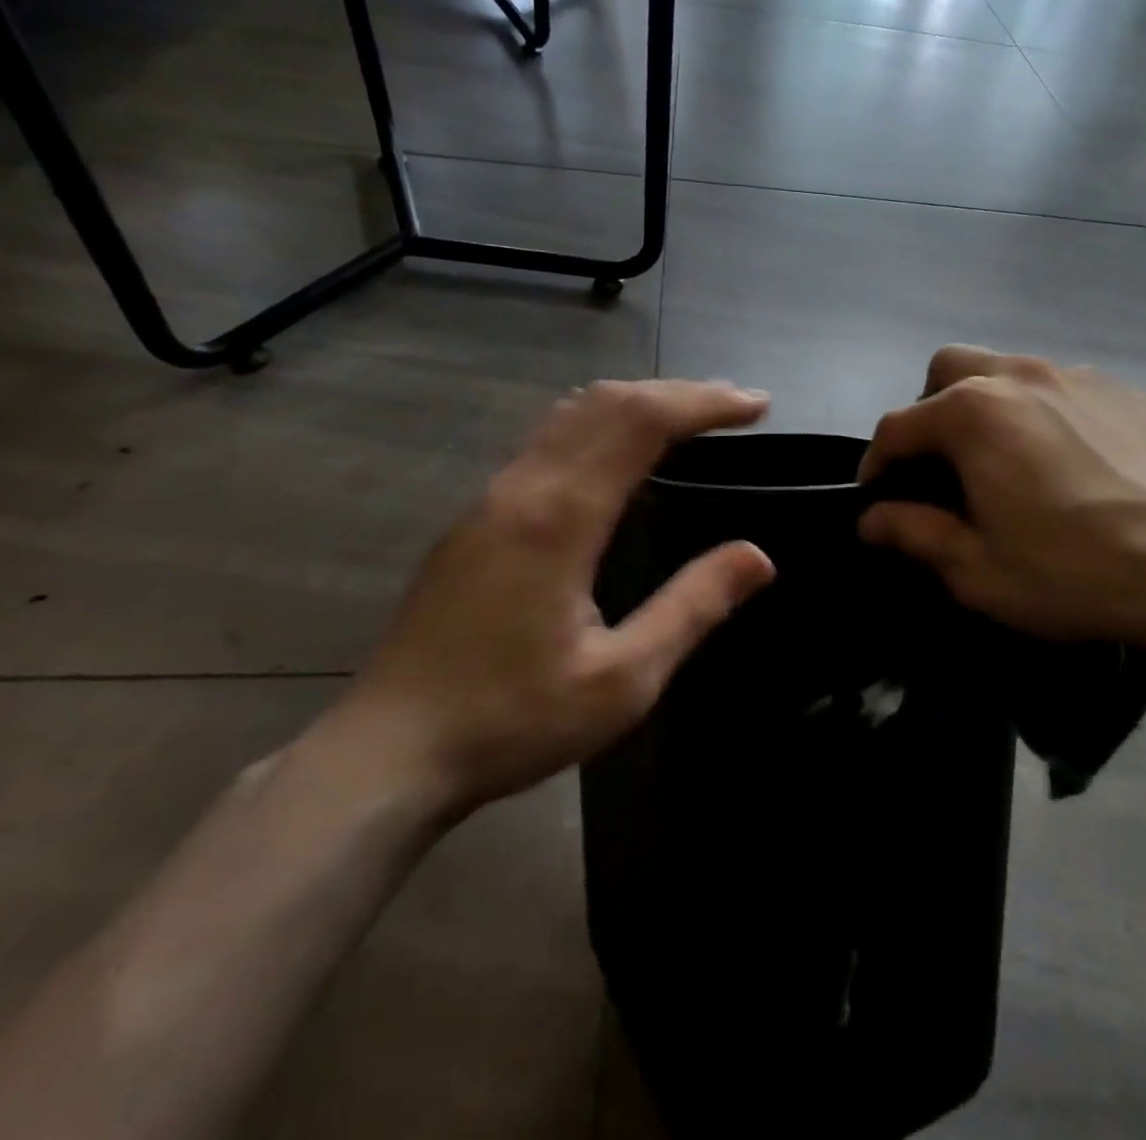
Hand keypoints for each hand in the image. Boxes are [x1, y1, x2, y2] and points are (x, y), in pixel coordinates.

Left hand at [328, 381, 776, 816]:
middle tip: (735, 405)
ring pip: (571, 414)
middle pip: (607, 402)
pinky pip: (547, 440)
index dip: (705, 403)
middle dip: (678, 392)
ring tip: (689, 415)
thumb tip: (758, 556)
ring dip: (636, 401)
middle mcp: (523, 488)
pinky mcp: (475, 518)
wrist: (387, 754)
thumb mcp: (622, 679)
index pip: (641, 422)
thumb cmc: (511, 721)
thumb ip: (693, 607)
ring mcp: (491, 498)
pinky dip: (600, 423)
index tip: (757, 406)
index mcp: (560, 517)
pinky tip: (618, 453)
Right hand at [859, 347, 1145, 653]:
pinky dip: (1042, 413)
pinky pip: (1061, 388)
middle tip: (941, 464)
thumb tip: (871, 519)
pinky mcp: (1125, 391)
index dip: (877, 462)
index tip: (878, 496)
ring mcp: (1078, 376)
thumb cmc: (1074, 573)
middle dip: (928, 409)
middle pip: (947, 368)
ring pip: (1006, 371)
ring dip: (986, 406)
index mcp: (973, 414)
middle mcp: (1020, 376)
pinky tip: (1068, 463)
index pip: (898, 425)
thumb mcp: (978, 569)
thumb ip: (914, 533)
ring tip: (1006, 463)